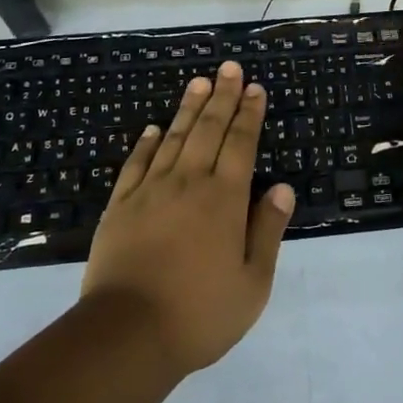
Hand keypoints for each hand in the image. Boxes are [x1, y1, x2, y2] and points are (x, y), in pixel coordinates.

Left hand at [82, 61, 294, 375]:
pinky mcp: (120, 206)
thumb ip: (267, 231)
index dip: (249, 113)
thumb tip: (282, 188)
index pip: (241, 143)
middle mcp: (189, 183)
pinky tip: (152, 128)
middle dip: (222, 96)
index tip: (254, 87)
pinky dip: (146, 143)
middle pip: (208, 129)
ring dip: (188, 108)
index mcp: (224, 199)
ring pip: (173, 138)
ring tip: (198, 82)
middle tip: (229, 68)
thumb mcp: (252, 283)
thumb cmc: (199, 314)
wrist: (127, 334)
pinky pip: (136, 164)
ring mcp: (150, 191)